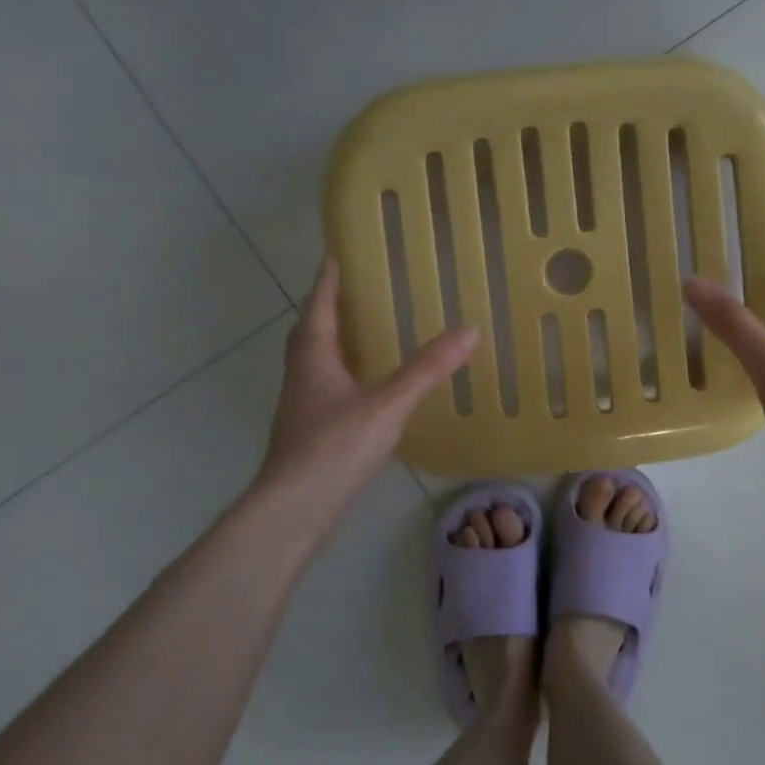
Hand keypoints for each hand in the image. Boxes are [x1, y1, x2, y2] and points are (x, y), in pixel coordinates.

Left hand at [258, 257, 477, 514]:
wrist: (294, 510)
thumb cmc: (334, 447)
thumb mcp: (388, 404)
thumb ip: (427, 369)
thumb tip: (469, 330)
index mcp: (314, 356)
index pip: (319, 304)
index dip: (327, 279)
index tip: (335, 254)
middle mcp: (302, 374)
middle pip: (311, 330)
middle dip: (328, 307)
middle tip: (353, 290)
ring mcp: (302, 406)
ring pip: (315, 361)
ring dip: (333, 341)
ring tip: (363, 331)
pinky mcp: (308, 432)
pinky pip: (325, 387)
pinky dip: (342, 374)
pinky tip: (365, 386)